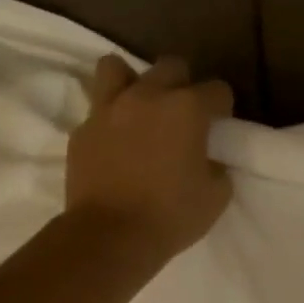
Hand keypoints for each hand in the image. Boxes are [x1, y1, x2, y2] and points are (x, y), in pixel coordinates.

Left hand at [66, 55, 233, 261]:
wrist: (109, 236)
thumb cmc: (170, 216)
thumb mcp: (216, 196)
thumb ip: (217, 166)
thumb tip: (208, 160)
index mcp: (187, 108)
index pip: (218, 89)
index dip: (222, 107)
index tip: (218, 127)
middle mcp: (148, 96)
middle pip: (171, 66)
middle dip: (183, 84)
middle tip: (182, 115)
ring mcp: (109, 109)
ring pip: (117, 67)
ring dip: (133, 81)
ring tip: (139, 107)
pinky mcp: (82, 129)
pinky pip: (97, 109)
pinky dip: (109, 119)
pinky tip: (115, 141)